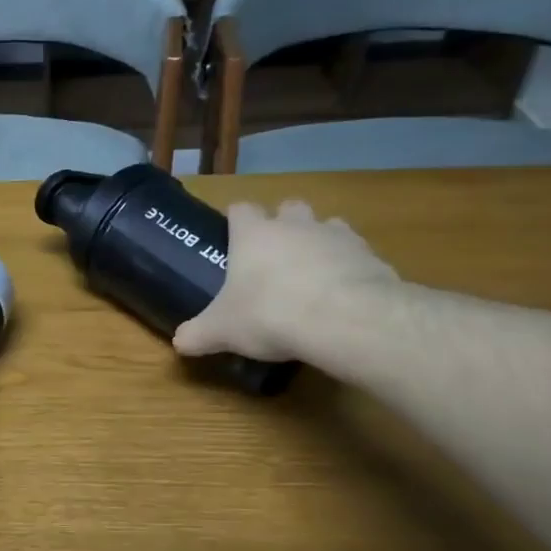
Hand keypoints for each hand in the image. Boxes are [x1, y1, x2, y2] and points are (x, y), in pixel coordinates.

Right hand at [173, 200, 401, 363]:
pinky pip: (357, 256)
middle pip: (289, 207)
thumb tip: (179, 343)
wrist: (345, 319)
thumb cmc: (269, 313)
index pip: (240, 209)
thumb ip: (198, 334)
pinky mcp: (372, 257)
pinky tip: (344, 298)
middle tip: (276, 258)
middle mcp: (295, 225)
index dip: (236, 220)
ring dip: (320, 244)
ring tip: (313, 277)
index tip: (233, 238)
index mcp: (254, 235)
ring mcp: (338, 237)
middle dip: (284, 225)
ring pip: (328, 226)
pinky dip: (350, 271)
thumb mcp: (222, 330)